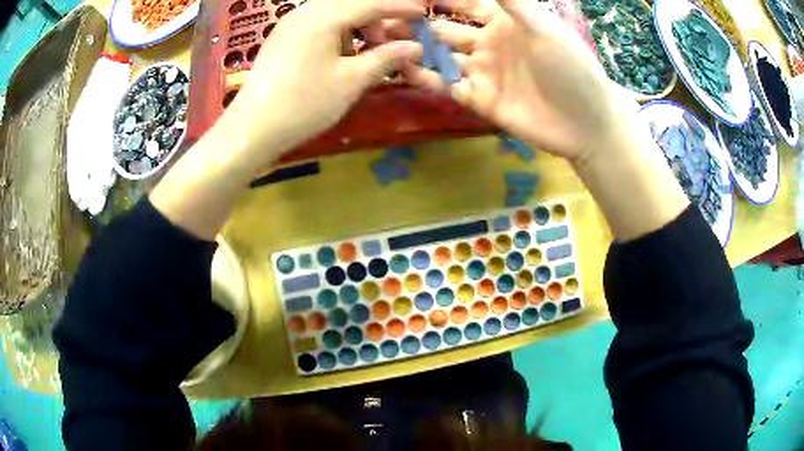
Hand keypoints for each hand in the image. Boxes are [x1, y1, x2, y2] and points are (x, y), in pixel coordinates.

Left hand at [225, 0, 425, 161]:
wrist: (251, 129)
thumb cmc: (304, 104)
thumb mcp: (351, 81)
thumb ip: (386, 58)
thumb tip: (416, 47)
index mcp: (324, 16)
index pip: (371, 3)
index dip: (401, 7)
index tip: (424, 13)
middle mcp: (306, 12)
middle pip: (353, 4)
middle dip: (379, 18)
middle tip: (397, 39)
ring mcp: (291, 24)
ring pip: (336, 14)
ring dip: (360, 27)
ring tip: (372, 52)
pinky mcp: (283, 38)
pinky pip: (320, 25)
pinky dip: (340, 34)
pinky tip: (345, 55)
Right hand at [404, 0, 633, 162]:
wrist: (586, 124)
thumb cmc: (571, 68)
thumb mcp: (543, 27)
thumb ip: (512, 0)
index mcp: (505, 21)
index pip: (464, 2)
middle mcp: (489, 43)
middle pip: (445, 28)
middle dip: (416, 22)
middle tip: (382, 18)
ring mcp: (483, 72)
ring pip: (440, 56)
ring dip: (414, 48)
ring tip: (381, 40)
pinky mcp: (480, 99)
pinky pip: (447, 85)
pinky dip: (425, 77)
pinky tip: (402, 68)